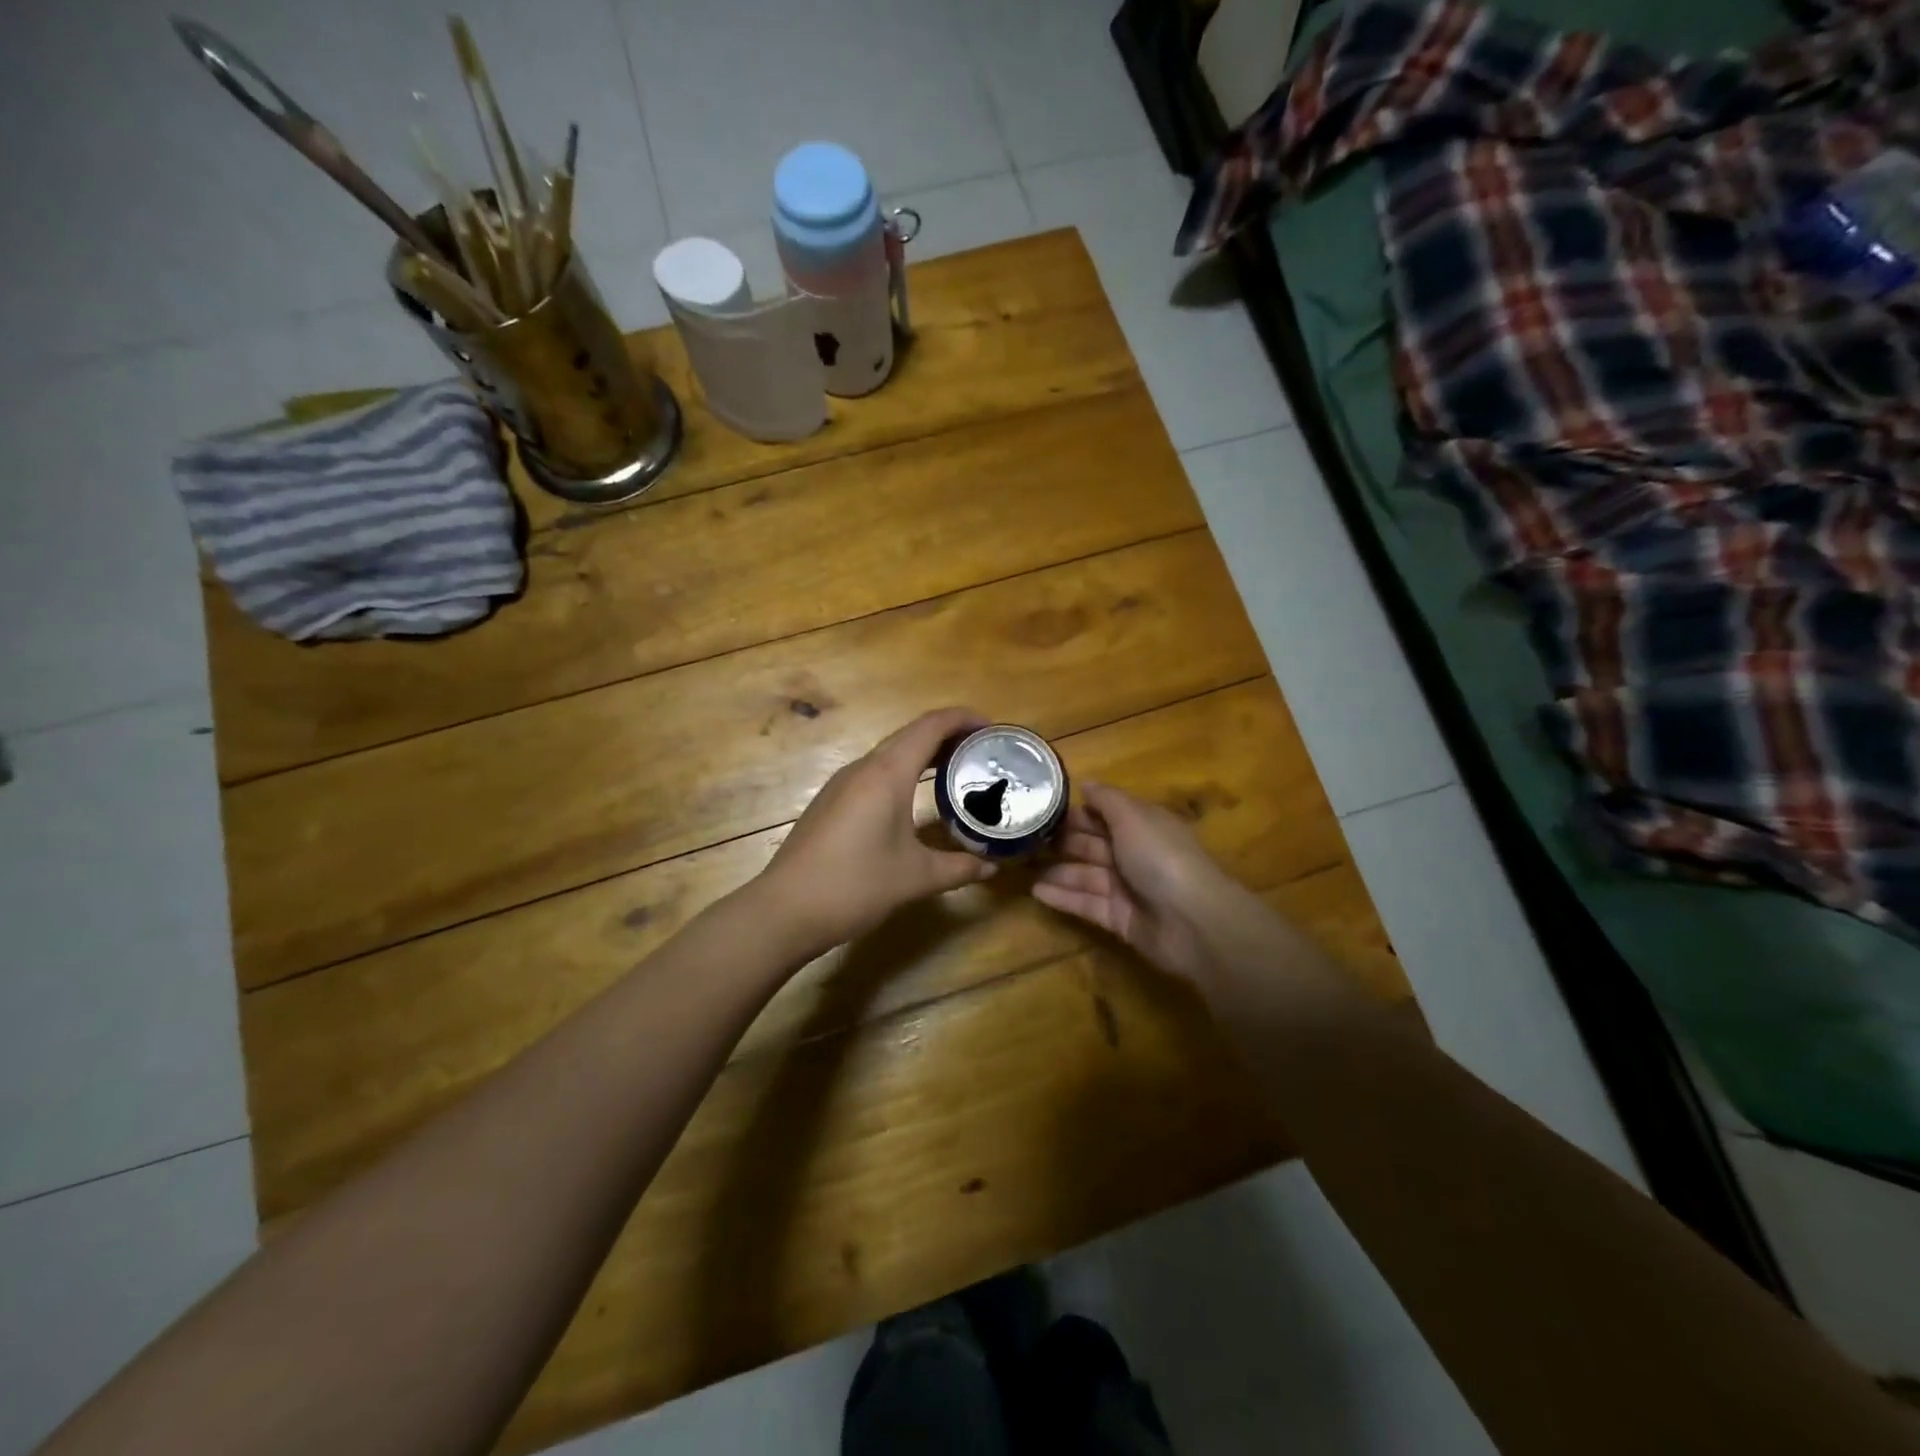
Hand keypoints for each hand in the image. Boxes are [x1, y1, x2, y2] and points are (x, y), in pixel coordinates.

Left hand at [757, 707, 997, 957]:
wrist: (785, 910)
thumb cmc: (855, 886)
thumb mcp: (916, 878)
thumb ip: (959, 868)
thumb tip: (991, 867)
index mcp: (887, 774)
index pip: (931, 727)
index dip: (963, 718)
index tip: (992, 728)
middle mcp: (863, 768)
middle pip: (911, 734)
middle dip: (948, 735)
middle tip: (981, 752)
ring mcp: (842, 784)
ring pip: (890, 752)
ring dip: (923, 753)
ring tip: (954, 771)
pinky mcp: (831, 802)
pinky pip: (875, 772)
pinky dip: (903, 771)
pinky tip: (914, 798)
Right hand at [1031, 781, 1248, 982]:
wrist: (1192, 921)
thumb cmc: (1161, 857)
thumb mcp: (1133, 817)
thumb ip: (1107, 800)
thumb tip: (1086, 783)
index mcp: (1142, 826)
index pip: (1105, 814)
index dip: (1077, 811)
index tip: (1041, 807)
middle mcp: (1135, 854)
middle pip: (1093, 844)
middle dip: (1062, 841)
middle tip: (1023, 838)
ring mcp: (1128, 889)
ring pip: (1086, 875)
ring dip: (1057, 870)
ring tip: (1021, 866)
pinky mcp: (1120, 919)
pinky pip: (1086, 904)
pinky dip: (1063, 897)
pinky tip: (1035, 892)